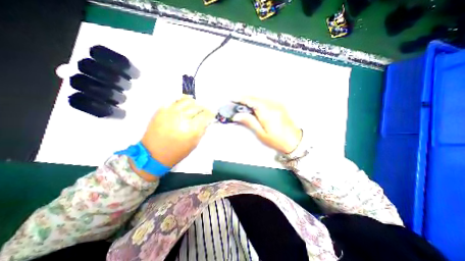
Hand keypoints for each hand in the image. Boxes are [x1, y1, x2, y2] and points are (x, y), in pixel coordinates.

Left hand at [141, 95, 214, 166]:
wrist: (153, 154)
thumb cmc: (177, 152)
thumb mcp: (194, 144)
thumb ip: (202, 131)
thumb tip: (207, 121)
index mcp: (191, 129)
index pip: (205, 116)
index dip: (210, 114)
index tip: (212, 114)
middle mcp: (182, 118)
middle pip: (197, 107)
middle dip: (204, 108)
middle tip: (204, 111)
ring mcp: (170, 113)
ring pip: (187, 101)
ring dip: (194, 103)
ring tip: (195, 107)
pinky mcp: (161, 110)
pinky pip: (174, 100)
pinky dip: (182, 100)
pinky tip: (185, 103)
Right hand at [232, 97, 301, 153]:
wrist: (294, 141)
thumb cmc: (277, 140)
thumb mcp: (261, 133)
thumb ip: (249, 122)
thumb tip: (237, 116)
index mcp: (267, 112)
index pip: (251, 101)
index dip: (241, 99)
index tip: (233, 99)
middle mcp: (272, 105)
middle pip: (255, 97)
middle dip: (245, 98)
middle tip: (236, 101)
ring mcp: (277, 104)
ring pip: (260, 97)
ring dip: (251, 99)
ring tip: (243, 103)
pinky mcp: (280, 105)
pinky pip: (266, 99)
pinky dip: (258, 100)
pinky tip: (255, 105)